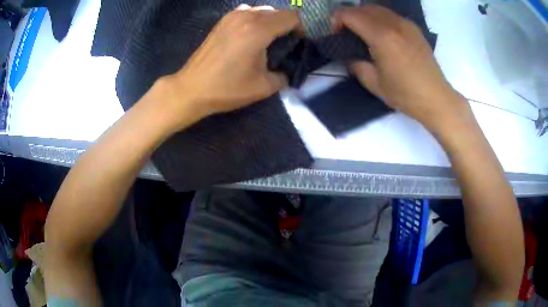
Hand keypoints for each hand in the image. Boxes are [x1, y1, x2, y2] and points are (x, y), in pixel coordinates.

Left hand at [163, 5, 298, 123]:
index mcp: (258, 29)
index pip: (292, 17)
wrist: (191, 89)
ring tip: (268, 40)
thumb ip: (284, 76)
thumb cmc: (226, 89)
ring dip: (271, 22)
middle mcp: (246, 16)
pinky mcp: (222, 21)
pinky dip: (255, 19)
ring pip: (262, 10)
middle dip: (287, 25)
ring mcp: (231, 16)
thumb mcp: (263, 87)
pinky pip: (247, 12)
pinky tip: (250, 34)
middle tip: (285, 44)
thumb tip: (288, 71)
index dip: (301, 28)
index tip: (299, 43)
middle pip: (278, 12)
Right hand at [336, 6, 470, 130]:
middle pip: (363, 8)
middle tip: (347, 32)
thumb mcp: (374, 83)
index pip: (350, 14)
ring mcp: (406, 24)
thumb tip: (351, 55)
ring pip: (377, 8)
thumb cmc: (406, 94)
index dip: (337, 20)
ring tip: (363, 32)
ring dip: (365, 15)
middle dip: (349, 16)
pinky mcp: (414, 28)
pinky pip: (391, 15)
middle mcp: (394, 24)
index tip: (336, 33)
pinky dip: (380, 19)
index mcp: (382, 37)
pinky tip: (382, 34)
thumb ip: (356, 64)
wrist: (436, 98)